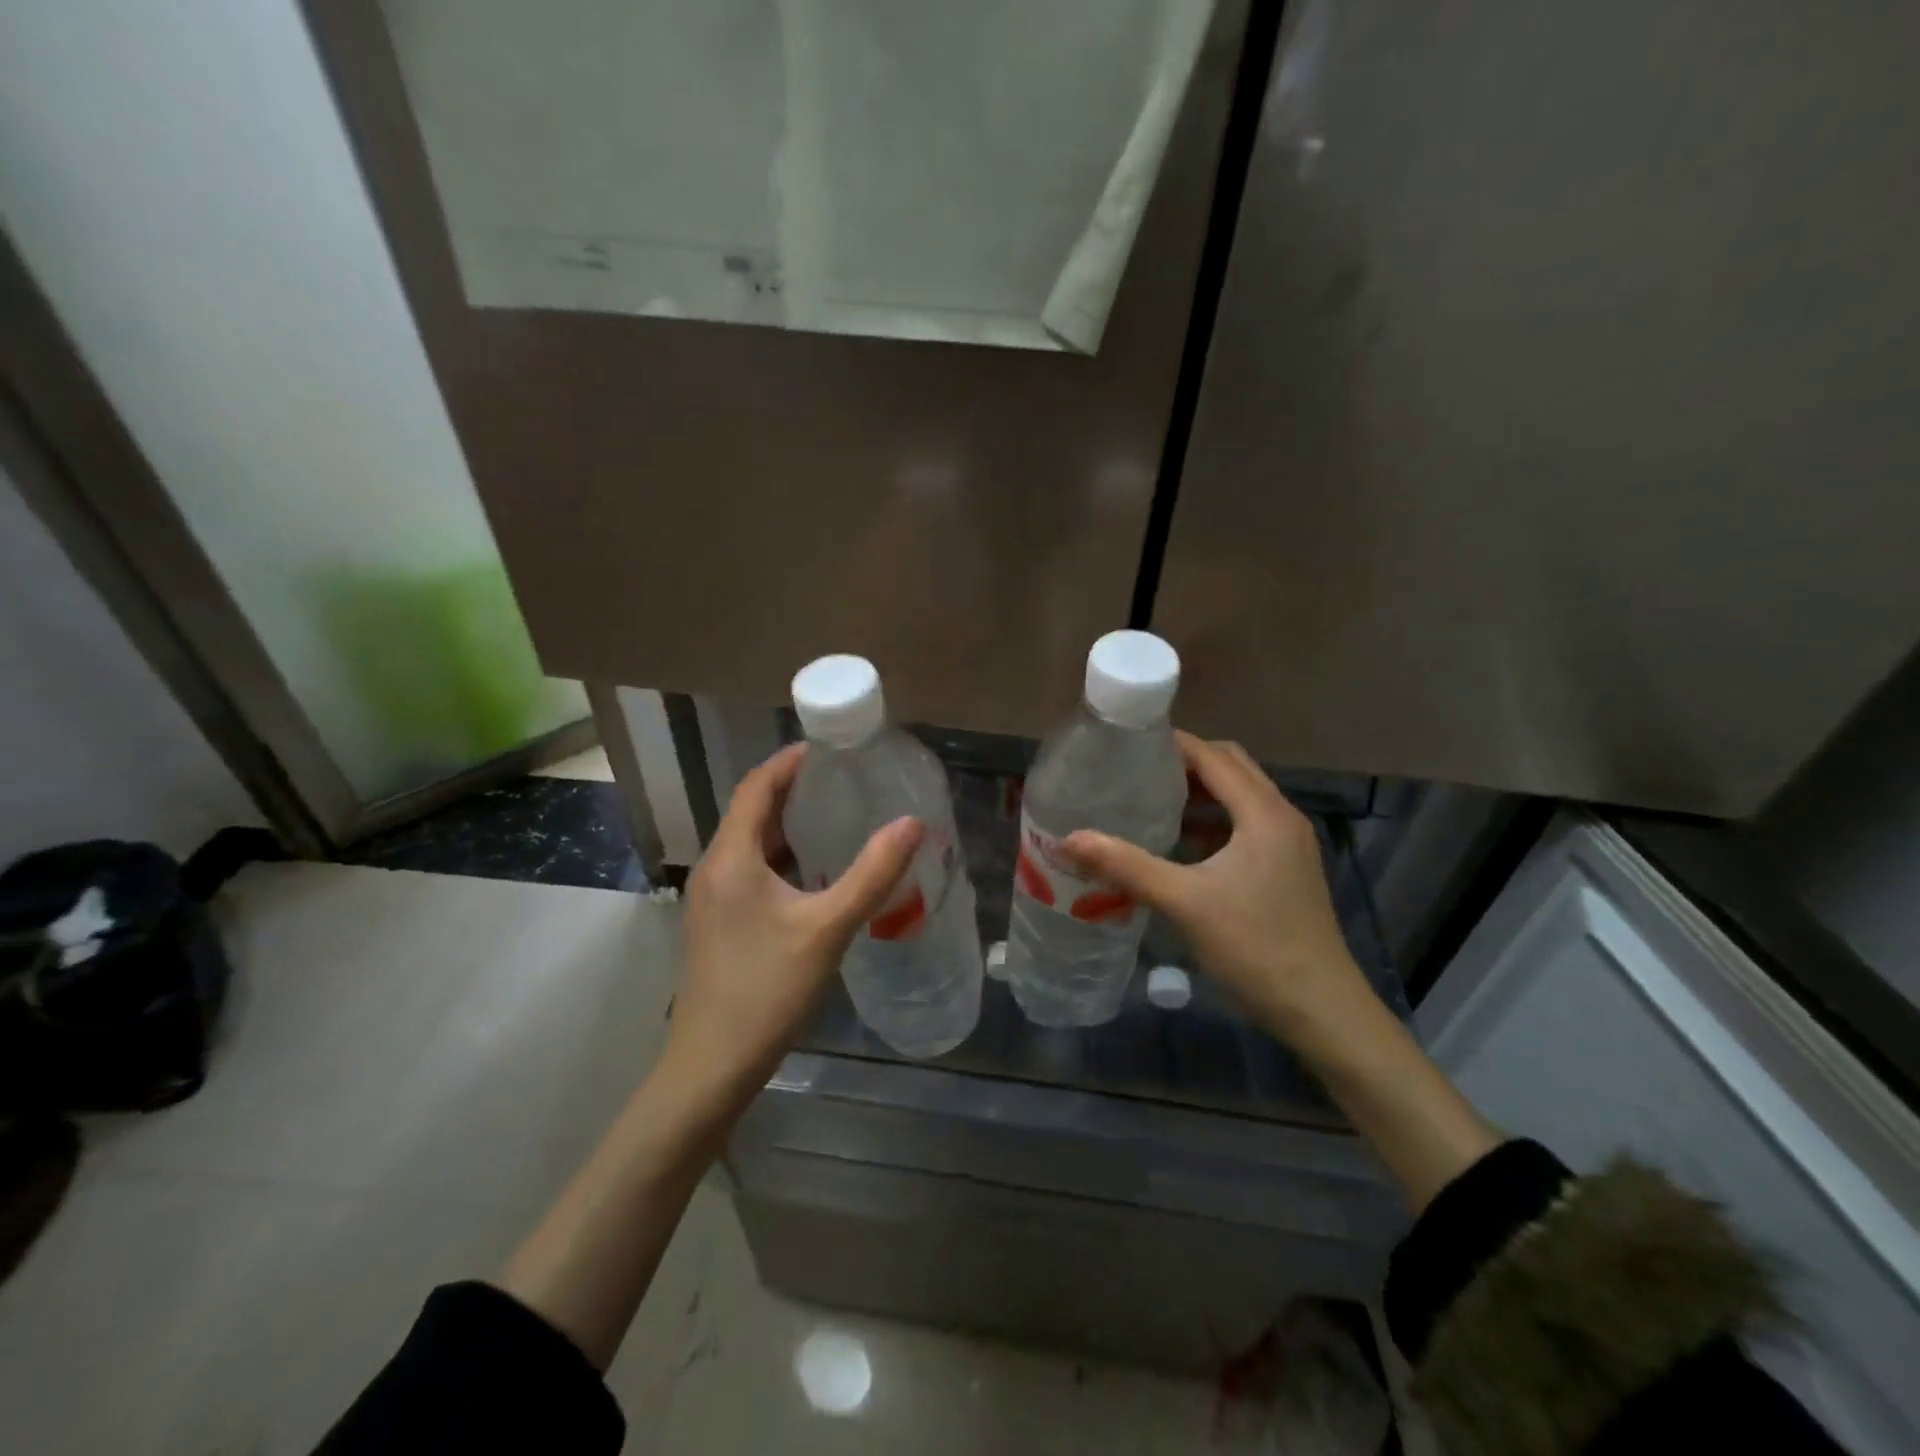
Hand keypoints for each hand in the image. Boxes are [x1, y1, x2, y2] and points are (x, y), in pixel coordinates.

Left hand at [666, 743, 922, 1101]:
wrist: (711, 1066)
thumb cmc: (766, 989)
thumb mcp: (827, 928)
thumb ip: (871, 874)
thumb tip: (912, 822)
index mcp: (731, 857)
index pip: (756, 786)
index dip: (790, 761)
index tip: (830, 748)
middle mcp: (715, 869)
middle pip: (753, 812)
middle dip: (795, 791)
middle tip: (846, 781)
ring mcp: (713, 900)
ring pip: (752, 845)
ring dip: (790, 827)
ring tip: (839, 819)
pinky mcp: (719, 925)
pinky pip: (752, 873)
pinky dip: (784, 860)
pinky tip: (818, 876)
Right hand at [1061, 732, 1365, 1039]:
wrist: (1320, 1009)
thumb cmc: (1254, 947)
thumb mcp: (1183, 902)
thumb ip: (1125, 865)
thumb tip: (1068, 840)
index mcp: (1263, 813)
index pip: (1213, 756)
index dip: (1172, 743)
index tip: (1127, 742)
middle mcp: (1281, 817)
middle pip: (1231, 767)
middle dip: (1185, 762)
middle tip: (1136, 770)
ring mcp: (1288, 844)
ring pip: (1240, 797)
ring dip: (1200, 792)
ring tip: (1150, 800)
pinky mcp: (1286, 868)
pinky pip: (1245, 825)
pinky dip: (1213, 821)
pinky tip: (1180, 843)